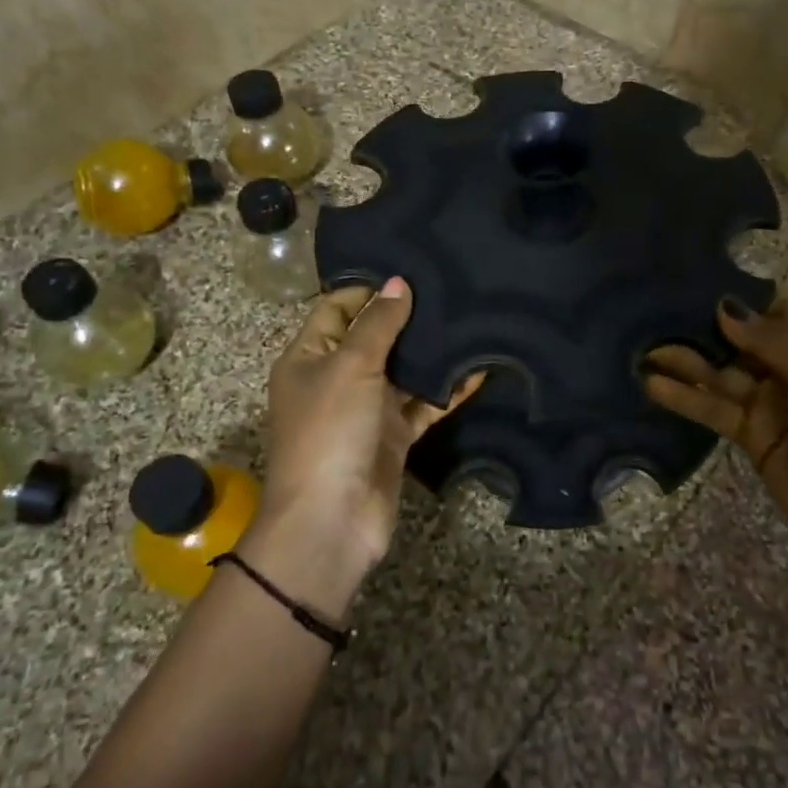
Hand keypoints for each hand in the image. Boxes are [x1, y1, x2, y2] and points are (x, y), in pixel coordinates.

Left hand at [258, 279, 482, 582]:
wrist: (332, 520)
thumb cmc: (329, 432)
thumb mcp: (350, 367)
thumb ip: (378, 325)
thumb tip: (399, 282)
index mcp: (309, 357)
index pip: (336, 308)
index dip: (368, 288)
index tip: (411, 268)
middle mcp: (336, 379)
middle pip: (373, 337)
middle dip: (407, 317)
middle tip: (450, 287)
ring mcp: (367, 409)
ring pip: (402, 371)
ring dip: (430, 353)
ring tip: (469, 319)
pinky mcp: (393, 436)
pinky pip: (423, 405)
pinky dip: (447, 391)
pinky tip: (478, 371)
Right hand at [644, 296, 787, 582]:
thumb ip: (773, 340)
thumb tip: (725, 308)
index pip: (782, 311)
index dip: (746, 301)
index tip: (701, 288)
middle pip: (745, 340)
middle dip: (706, 328)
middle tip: (657, 314)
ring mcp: (773, 405)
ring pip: (723, 374)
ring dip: (687, 362)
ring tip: (643, 349)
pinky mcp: (752, 437)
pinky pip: (715, 410)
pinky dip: (686, 398)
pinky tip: (653, 386)